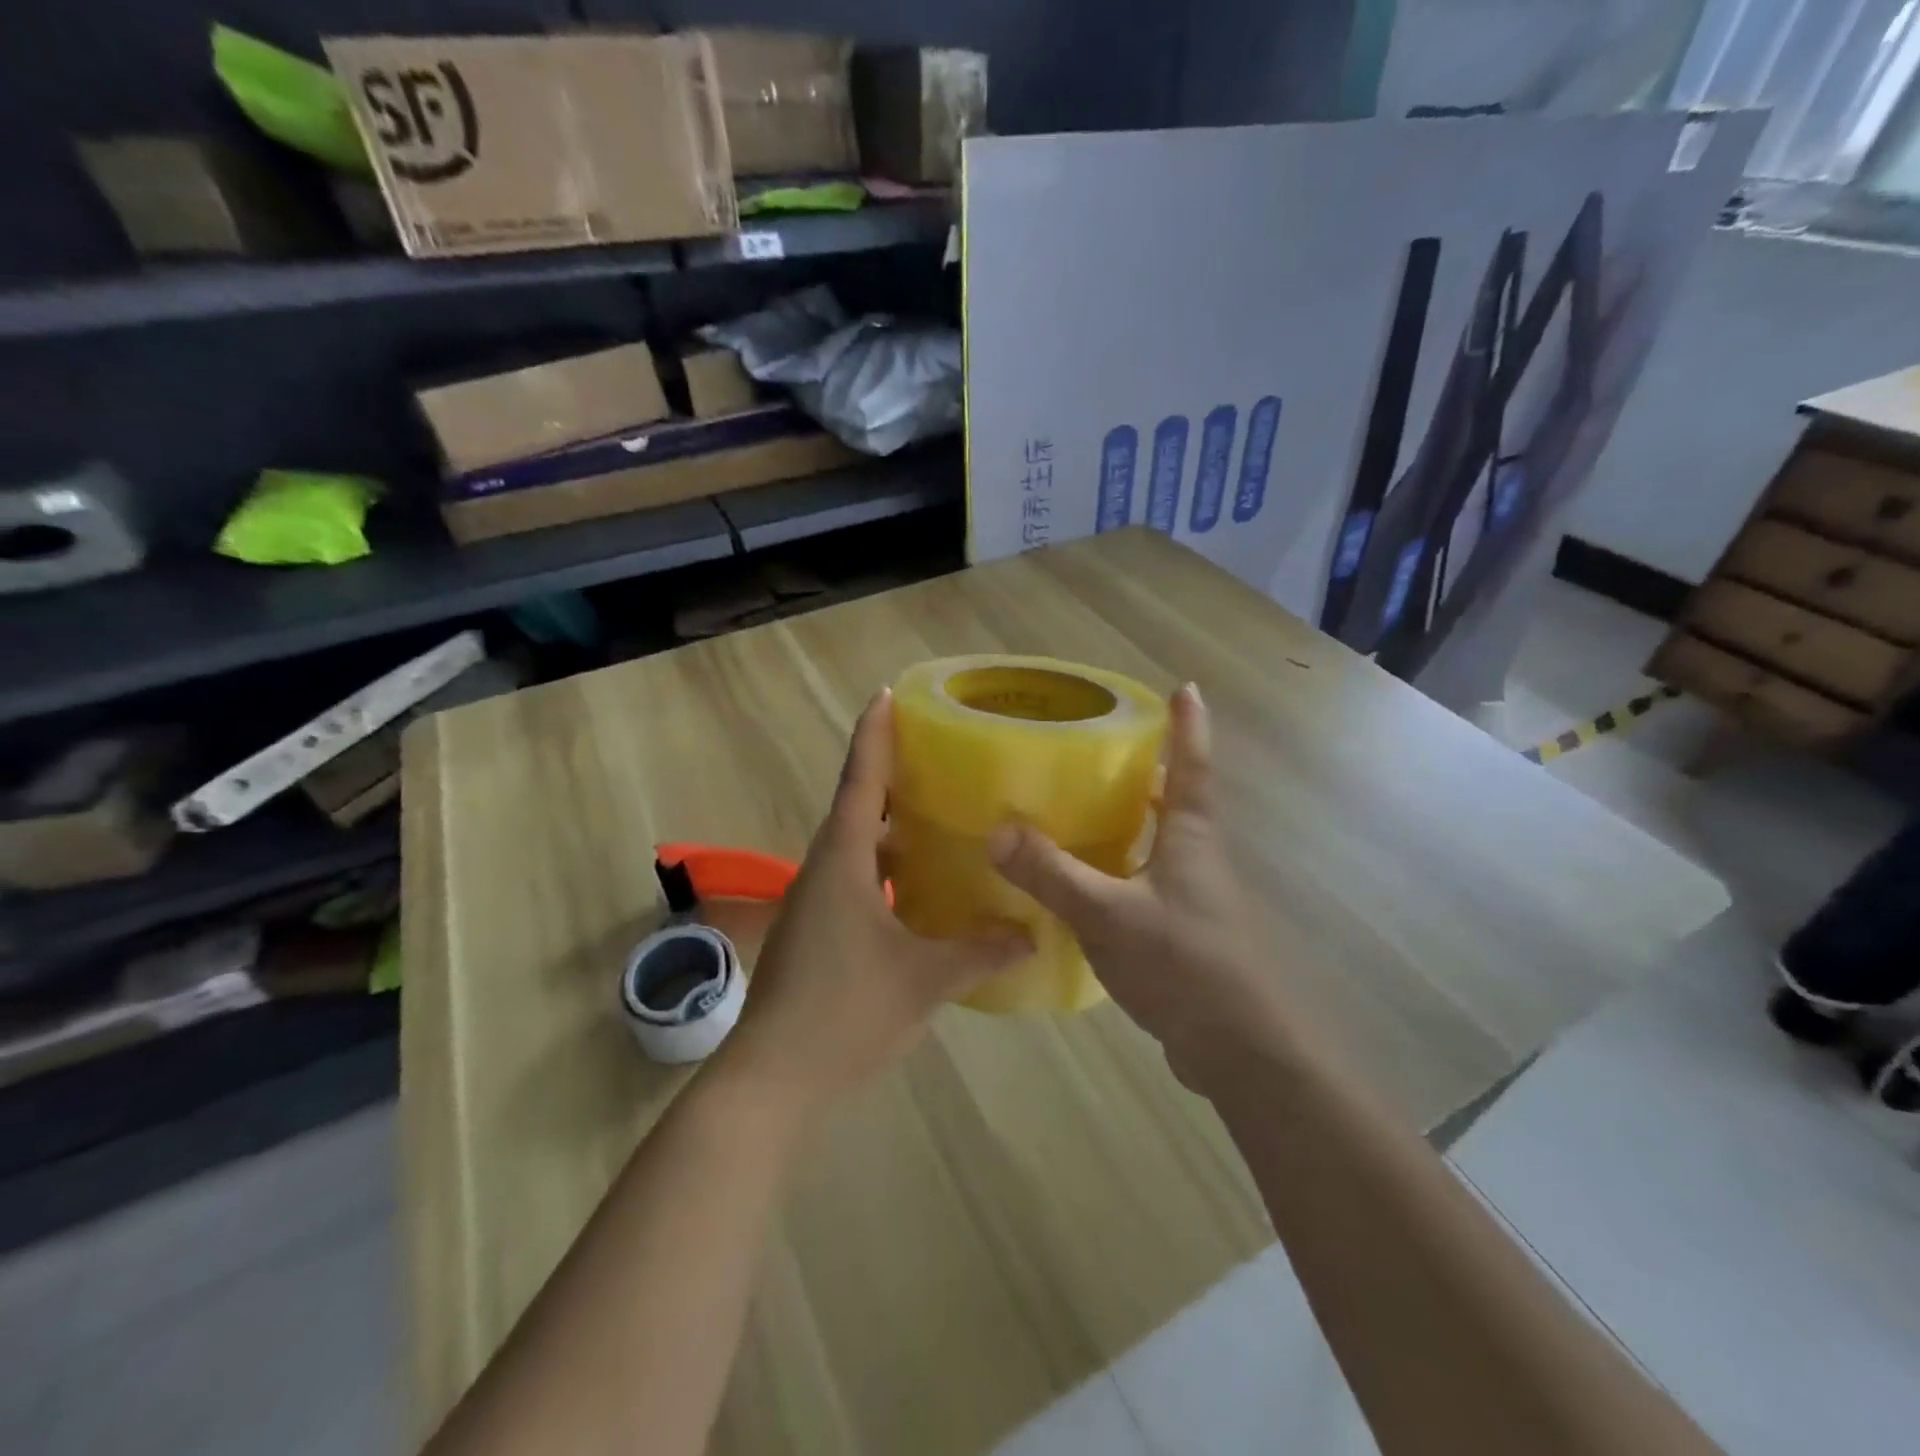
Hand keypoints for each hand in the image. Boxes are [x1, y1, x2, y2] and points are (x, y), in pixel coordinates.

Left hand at [715, 690, 1030, 1115]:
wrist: (774, 1081)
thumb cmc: (847, 1013)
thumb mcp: (925, 979)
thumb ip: (981, 953)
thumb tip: (1033, 934)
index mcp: (843, 861)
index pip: (860, 781)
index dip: (874, 736)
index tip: (886, 695)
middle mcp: (823, 870)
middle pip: (856, 807)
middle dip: (891, 778)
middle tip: (938, 758)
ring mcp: (815, 903)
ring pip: (856, 848)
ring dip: (890, 829)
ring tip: (939, 818)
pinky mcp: (815, 932)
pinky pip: (854, 880)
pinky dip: (885, 870)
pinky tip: (919, 889)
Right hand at [987, 684, 1295, 1085]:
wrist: (1238, 1050)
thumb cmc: (1184, 964)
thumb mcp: (1109, 914)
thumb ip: (1052, 873)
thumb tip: (997, 830)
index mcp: (1190, 837)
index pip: (1192, 766)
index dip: (1190, 726)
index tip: (1186, 687)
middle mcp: (1195, 858)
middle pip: (1175, 799)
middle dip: (1147, 769)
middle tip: (1102, 747)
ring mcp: (1191, 897)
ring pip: (1158, 841)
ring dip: (1130, 818)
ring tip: (1081, 805)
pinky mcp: (1180, 931)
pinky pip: (1144, 880)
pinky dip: (1117, 865)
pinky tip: (1081, 879)